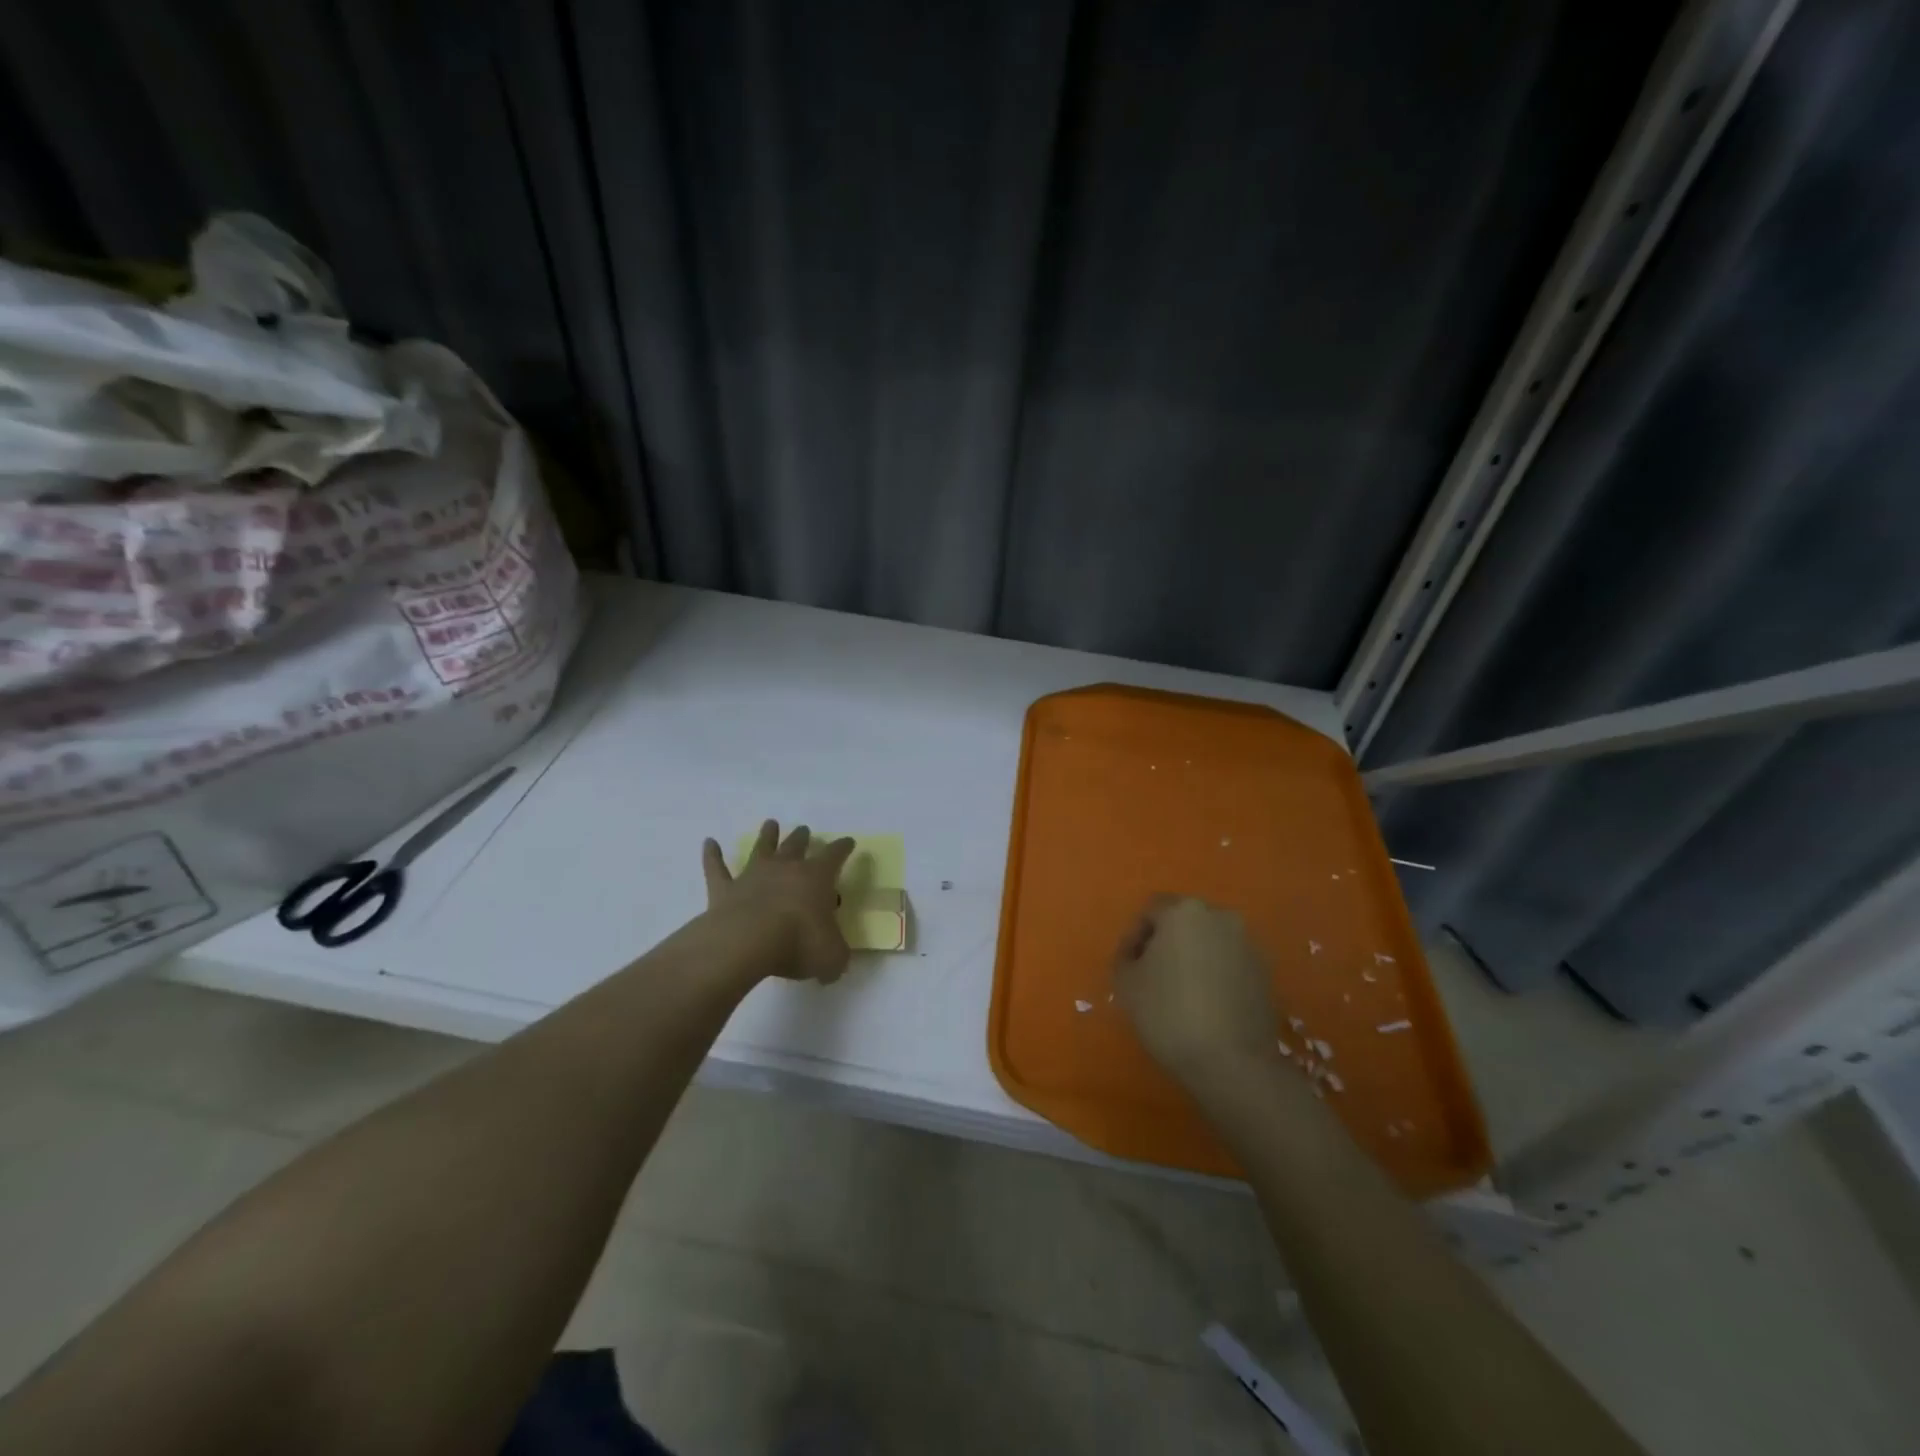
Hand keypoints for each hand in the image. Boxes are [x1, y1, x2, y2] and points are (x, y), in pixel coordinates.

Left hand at [701, 821, 856, 982]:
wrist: (746, 942)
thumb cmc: (797, 943)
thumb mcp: (831, 956)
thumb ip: (836, 956)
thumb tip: (834, 964)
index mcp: (816, 878)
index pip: (834, 856)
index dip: (843, 848)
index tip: (848, 842)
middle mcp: (785, 869)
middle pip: (796, 845)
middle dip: (802, 837)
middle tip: (805, 829)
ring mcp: (752, 876)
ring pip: (761, 849)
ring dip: (767, 836)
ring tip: (770, 823)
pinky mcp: (724, 890)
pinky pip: (717, 868)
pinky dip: (712, 855)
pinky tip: (709, 843)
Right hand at [1114, 895, 1281, 1087]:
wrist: (1232, 1062)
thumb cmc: (1169, 1013)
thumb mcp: (1126, 984)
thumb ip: (1126, 957)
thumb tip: (1138, 954)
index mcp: (1184, 911)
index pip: (1151, 911)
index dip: (1134, 937)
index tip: (1129, 966)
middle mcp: (1220, 917)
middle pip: (1184, 922)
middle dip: (1166, 943)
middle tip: (1151, 976)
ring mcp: (1248, 944)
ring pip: (1209, 942)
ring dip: (1193, 958)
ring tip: (1180, 993)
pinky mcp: (1266, 972)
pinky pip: (1230, 963)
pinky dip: (1216, 975)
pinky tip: (1206, 1005)